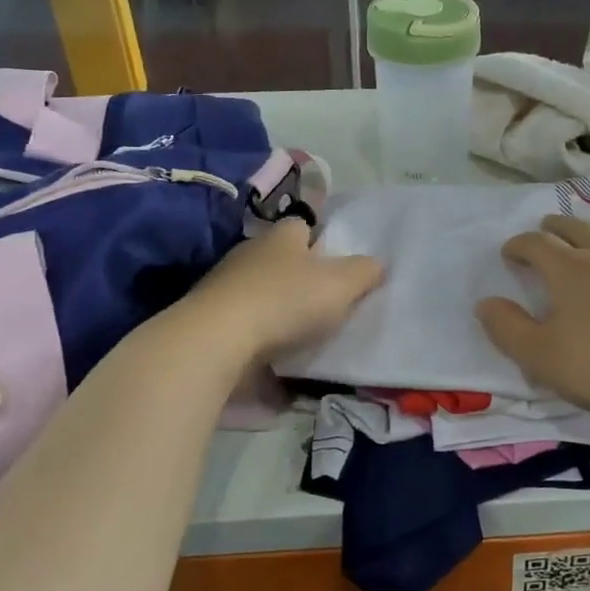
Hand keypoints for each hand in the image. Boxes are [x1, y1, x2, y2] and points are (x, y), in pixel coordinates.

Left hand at [186, 217, 381, 362]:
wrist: (216, 341)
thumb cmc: (285, 302)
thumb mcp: (340, 285)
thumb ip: (364, 273)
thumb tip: (378, 264)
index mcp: (281, 237)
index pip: (302, 226)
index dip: (321, 241)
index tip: (337, 263)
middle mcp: (249, 255)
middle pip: (280, 260)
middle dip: (300, 278)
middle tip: (327, 302)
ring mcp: (225, 288)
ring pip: (261, 294)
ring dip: (279, 312)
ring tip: (304, 337)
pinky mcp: (211, 323)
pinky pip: (245, 329)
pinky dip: (260, 343)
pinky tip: (278, 364)